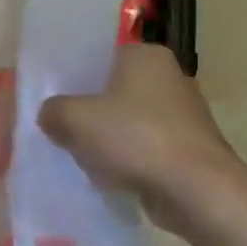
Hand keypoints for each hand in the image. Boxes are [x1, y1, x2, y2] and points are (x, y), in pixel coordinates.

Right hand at [39, 44, 245, 233]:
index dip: (71, 75)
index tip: (50, 95)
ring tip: (75, 151)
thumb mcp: (74, 119)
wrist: (197, 190)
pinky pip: (143, 145)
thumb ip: (53, 110)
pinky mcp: (187, 146)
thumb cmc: (135, 139)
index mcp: (145, 56)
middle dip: (86, 108)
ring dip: (104, 135)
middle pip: (111, 88)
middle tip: (55, 124)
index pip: (99, 55)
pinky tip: (105, 173)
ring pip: (127, 119)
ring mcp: (183, 113)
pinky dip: (125, 156)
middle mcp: (169, 76)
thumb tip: (50, 115)